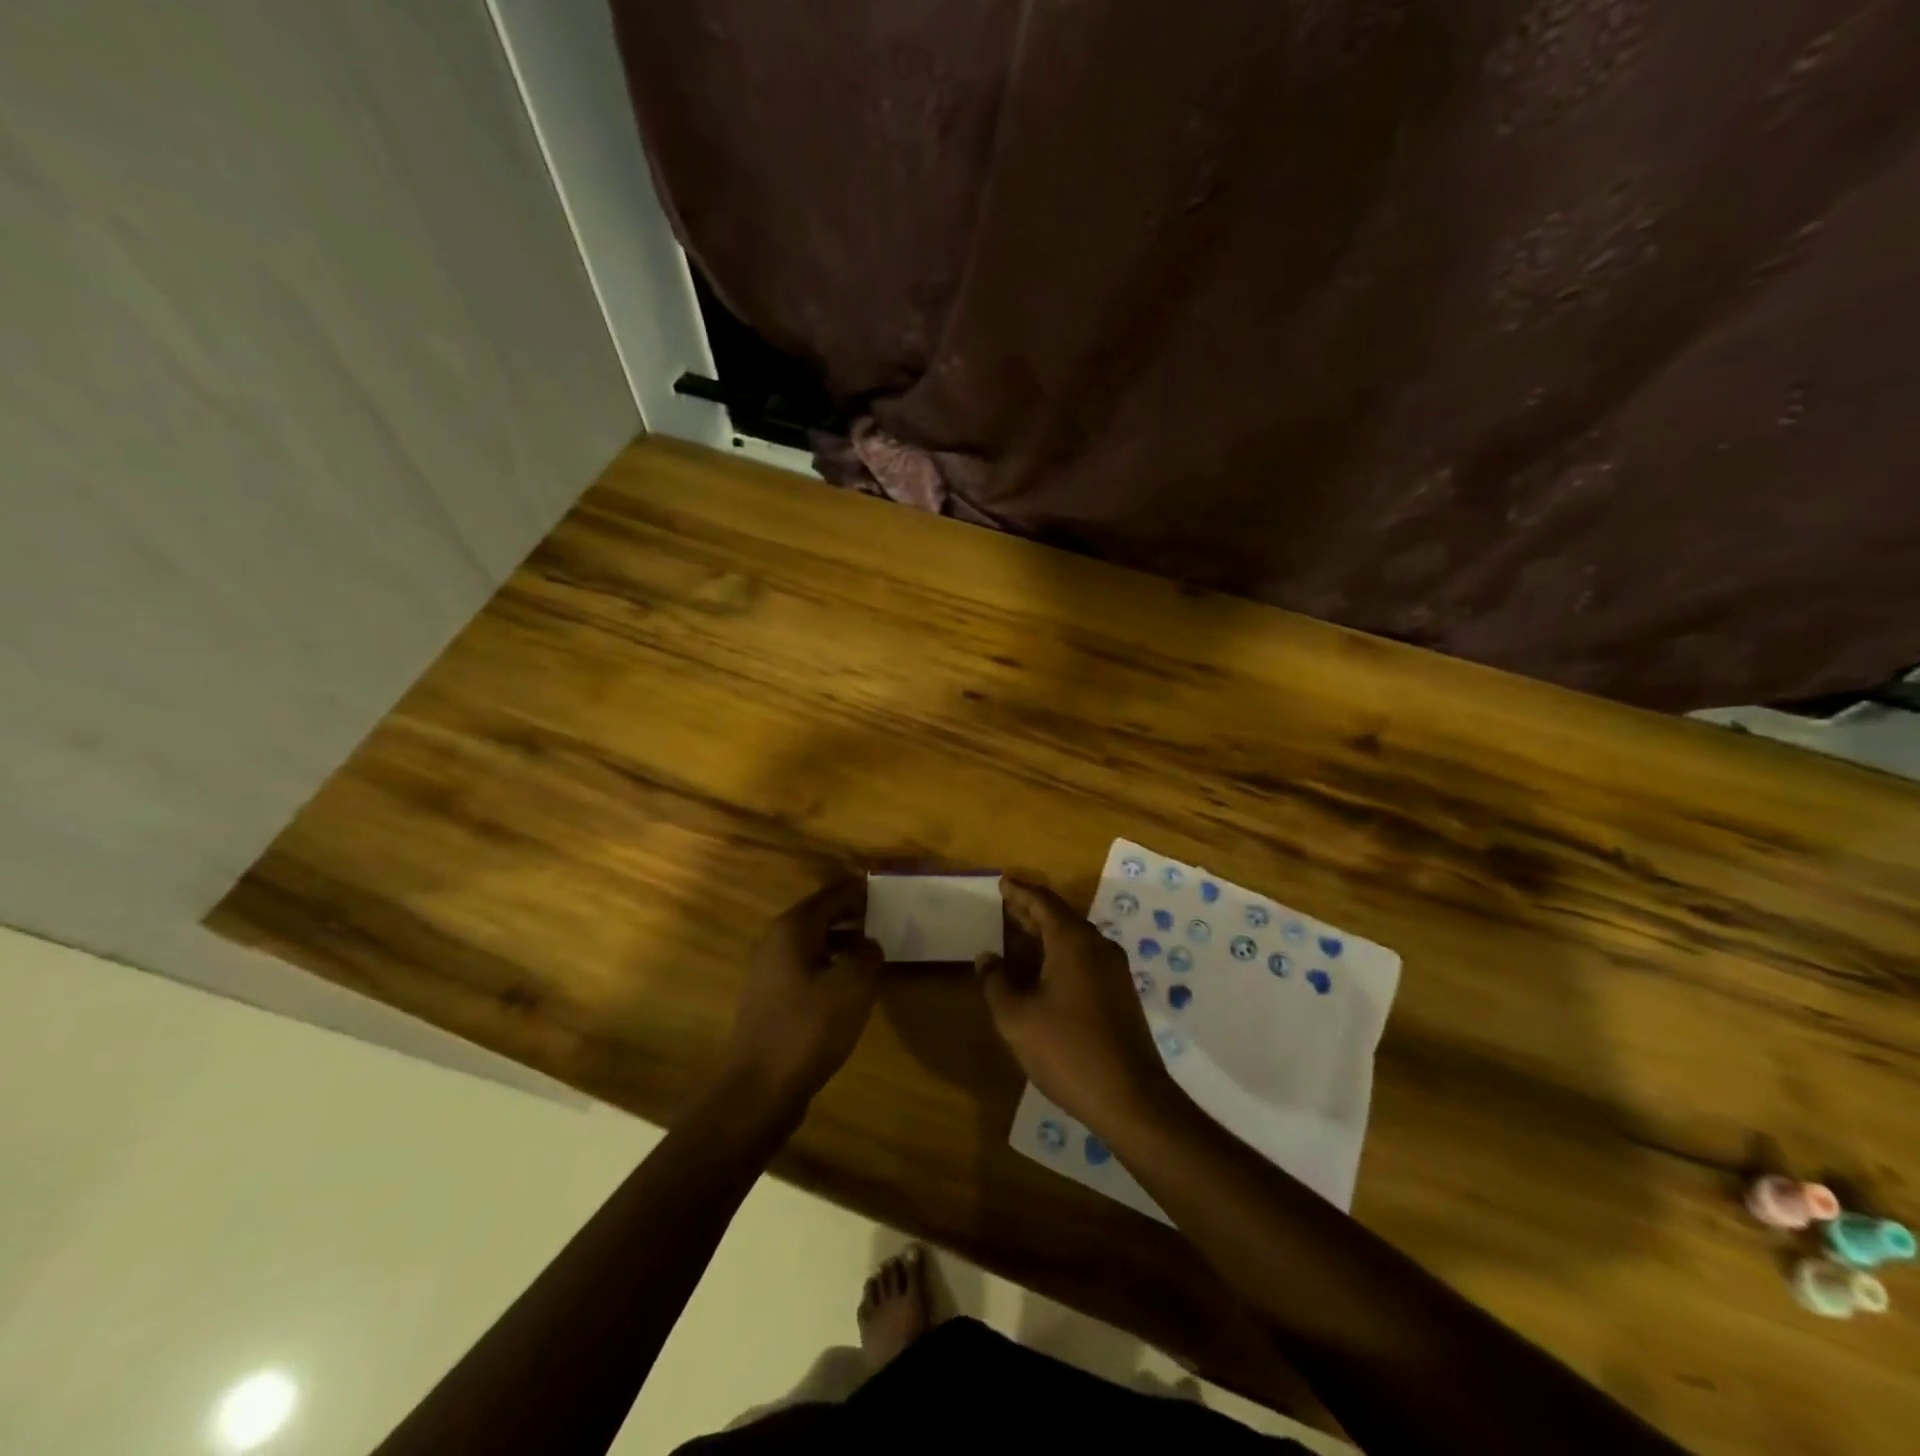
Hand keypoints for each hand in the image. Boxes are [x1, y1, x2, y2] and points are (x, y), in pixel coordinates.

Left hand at [719, 879, 882, 1115]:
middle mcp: (776, 942)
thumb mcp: (852, 987)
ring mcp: (769, 972)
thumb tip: (870, 943)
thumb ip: (867, 955)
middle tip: (884, 916)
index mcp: (793, 929)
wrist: (758, 1090)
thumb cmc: (808, 1029)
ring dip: (841, 941)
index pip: (831, 895)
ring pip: (812, 943)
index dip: (858, 890)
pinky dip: (829, 964)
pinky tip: (849, 985)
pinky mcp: (770, 999)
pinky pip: (806, 967)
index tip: (884, 888)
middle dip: (850, 913)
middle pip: (819, 915)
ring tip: (872, 949)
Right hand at [975, 877, 1175, 1132]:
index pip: (1043, 902)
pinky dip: (1058, 956)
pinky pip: (1083, 960)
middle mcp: (1097, 947)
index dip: (1019, 892)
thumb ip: (996, 982)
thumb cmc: (1067, 1049)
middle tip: (1003, 905)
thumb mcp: (1017, 1017)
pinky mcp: (1119, 994)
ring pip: (1073, 940)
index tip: (1001, 882)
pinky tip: (1040, 973)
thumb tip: (986, 958)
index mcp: (1073, 941)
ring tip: (1015, 937)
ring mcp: (1113, 971)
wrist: (1130, 1097)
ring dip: (1044, 936)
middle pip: (1060, 917)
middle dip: (1030, 912)